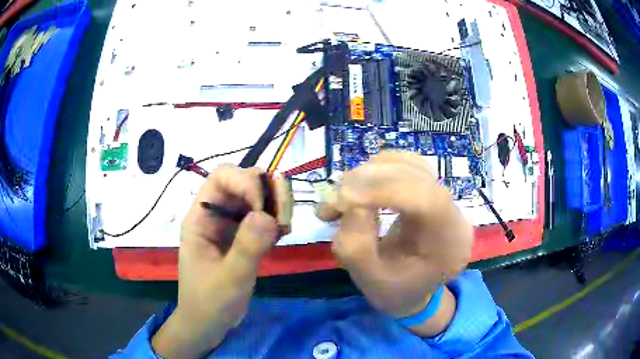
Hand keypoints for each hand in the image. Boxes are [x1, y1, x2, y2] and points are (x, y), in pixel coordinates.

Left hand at [152, 166, 279, 357]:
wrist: (208, 323)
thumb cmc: (210, 303)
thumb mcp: (229, 279)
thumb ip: (247, 248)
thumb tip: (267, 215)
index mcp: (200, 218)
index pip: (221, 179)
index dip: (245, 182)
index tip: (266, 208)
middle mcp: (214, 214)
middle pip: (241, 182)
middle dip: (266, 190)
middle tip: (285, 215)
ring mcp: (229, 225)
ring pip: (255, 196)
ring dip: (275, 203)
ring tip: (286, 227)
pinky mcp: (242, 236)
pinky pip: (262, 215)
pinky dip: (276, 218)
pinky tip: (282, 234)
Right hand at [317, 152, 473, 333]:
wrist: (412, 291)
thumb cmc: (394, 291)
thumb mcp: (369, 280)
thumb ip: (356, 246)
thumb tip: (352, 202)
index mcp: (450, 245)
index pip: (429, 201)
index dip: (386, 190)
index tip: (345, 198)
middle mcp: (456, 215)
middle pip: (418, 177)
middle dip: (370, 182)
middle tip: (333, 203)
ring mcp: (446, 198)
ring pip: (410, 164)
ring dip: (369, 174)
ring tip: (343, 199)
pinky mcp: (431, 188)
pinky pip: (405, 164)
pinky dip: (377, 170)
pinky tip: (361, 188)